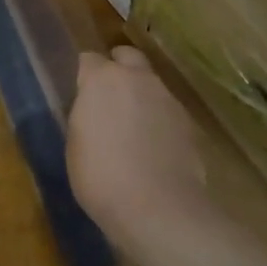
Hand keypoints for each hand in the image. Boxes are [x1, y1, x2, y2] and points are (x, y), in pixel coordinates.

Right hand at [67, 46, 209, 249]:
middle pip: (128, 56)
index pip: (89, 59)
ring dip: (141, 96)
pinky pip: (167, 111)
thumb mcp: (76, 143)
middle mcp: (138, 79)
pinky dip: (159, 120)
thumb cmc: (101, 176)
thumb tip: (94, 108)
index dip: (85, 75)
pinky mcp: (189, 124)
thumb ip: (86, 114)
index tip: (80, 94)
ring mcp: (168, 99)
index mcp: (103, 79)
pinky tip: (153, 148)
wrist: (158, 209)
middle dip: (118, 68)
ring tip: (132, 127)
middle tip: (108, 97)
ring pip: (151, 84)